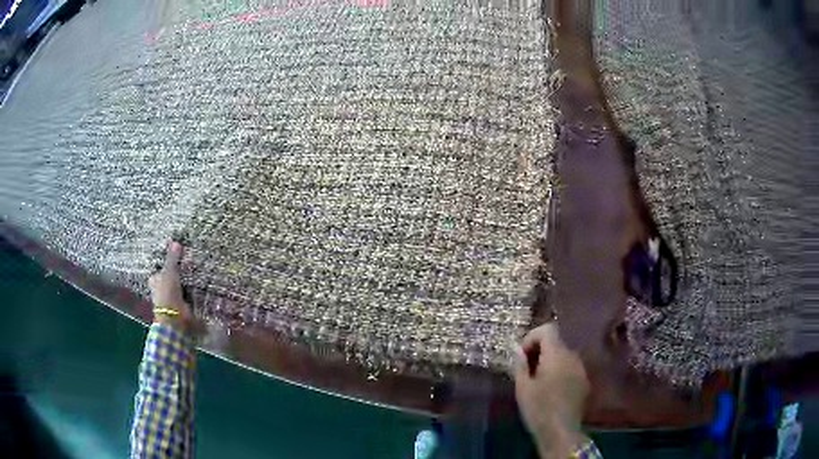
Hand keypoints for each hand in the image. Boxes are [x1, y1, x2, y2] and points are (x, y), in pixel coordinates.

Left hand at [148, 241, 192, 332]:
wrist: (175, 319)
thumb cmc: (167, 294)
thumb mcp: (169, 273)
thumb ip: (172, 259)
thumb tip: (175, 241)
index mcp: (154, 281)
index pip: (159, 271)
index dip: (165, 266)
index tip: (175, 259)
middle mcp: (160, 291)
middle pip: (168, 279)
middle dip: (175, 275)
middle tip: (187, 264)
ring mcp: (171, 300)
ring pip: (177, 288)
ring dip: (183, 284)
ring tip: (195, 273)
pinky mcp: (181, 308)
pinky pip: (186, 296)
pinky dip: (190, 293)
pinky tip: (198, 287)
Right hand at [512, 322, 590, 457]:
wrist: (561, 431)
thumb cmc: (538, 409)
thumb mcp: (523, 387)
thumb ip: (520, 363)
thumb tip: (516, 347)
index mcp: (557, 354)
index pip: (547, 329)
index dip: (531, 337)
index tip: (521, 356)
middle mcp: (572, 356)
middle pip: (555, 342)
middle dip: (539, 351)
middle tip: (525, 370)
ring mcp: (581, 369)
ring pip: (563, 355)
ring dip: (549, 362)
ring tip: (537, 381)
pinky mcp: (584, 381)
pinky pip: (570, 368)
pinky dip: (559, 371)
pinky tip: (550, 390)